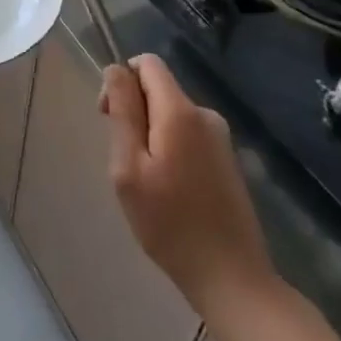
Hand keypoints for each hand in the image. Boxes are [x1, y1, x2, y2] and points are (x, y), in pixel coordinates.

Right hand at [101, 53, 281, 322]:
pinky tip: (169, 190)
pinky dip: (169, 150)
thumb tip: (116, 69)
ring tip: (147, 182)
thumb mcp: (129, 167)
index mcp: (179, 111)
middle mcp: (204, 114)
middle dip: (134, 111)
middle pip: (158, 88)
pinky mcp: (226, 159)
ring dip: (150, 135)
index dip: (121, 81)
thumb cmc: (169, 223)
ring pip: (170, 114)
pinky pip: (186, 135)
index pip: (146, 63)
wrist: (231, 277)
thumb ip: (123, 112)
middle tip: (125, 161)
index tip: (109, 118)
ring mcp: (220, 137)